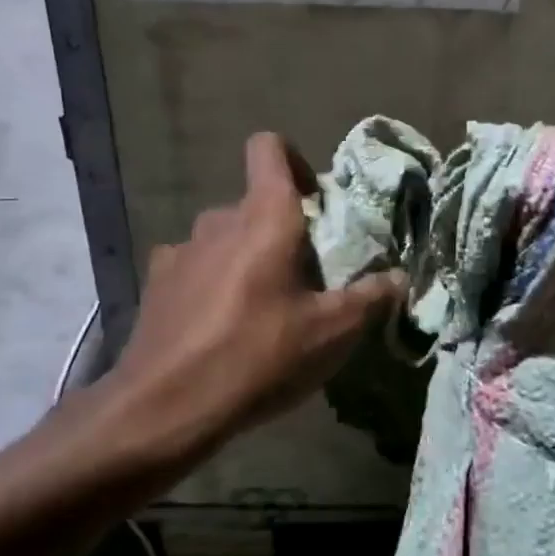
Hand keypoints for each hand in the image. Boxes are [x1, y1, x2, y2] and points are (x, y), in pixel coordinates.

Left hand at [73, 133, 405, 471]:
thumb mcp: (332, 333)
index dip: (294, 161)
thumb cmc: (260, 356)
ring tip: (262, 309)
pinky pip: (194, 268)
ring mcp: (180, 251)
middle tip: (304, 278)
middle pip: (254, 205)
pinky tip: (220, 327)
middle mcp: (218, 221)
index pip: (269, 148)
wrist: (166, 406)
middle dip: (281, 231)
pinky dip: (212, 283)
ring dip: (245, 258)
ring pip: (224, 239)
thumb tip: (398, 278)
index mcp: (264, 217)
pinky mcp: (156, 285)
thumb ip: (370, 298)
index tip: (314, 200)